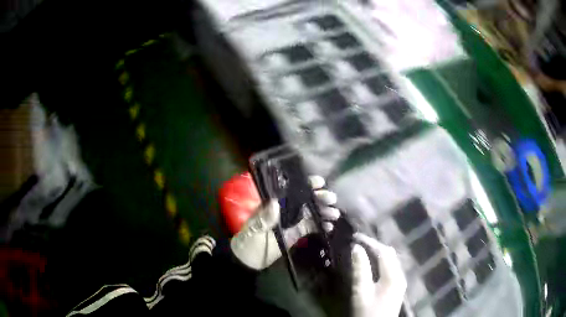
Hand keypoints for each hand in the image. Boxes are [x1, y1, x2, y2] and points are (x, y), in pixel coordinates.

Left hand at [230, 176, 339, 269]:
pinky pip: (311, 226)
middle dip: (319, 197)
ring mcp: (292, 221)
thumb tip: (275, 202)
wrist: (249, 261)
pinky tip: (329, 227)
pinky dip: (321, 225)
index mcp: (274, 204)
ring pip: (311, 212)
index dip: (306, 184)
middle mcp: (285, 209)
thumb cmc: (249, 242)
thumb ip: (265, 218)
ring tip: (334, 214)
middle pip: (305, 199)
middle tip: (331, 199)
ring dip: (323, 211)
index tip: (319, 182)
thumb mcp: (254, 229)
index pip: (291, 190)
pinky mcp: (297, 233)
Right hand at [351, 233, 406, 316]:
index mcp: (393, 276)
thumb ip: (360, 270)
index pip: (384, 252)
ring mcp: (400, 281)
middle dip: (375, 246)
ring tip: (363, 250)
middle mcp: (400, 275)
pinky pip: (390, 267)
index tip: (355, 237)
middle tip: (358, 243)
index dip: (370, 242)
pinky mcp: (397, 287)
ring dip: (378, 253)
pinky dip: (381, 262)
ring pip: (391, 260)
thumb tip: (356, 248)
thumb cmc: (367, 312)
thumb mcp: (361, 292)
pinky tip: (372, 264)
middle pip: (390, 254)